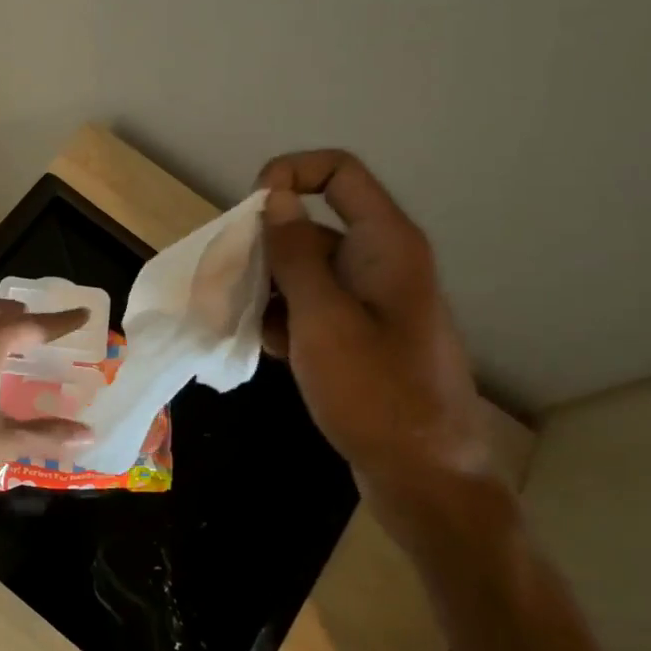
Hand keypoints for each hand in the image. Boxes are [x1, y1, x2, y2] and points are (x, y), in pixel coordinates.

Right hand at [258, 150, 498, 551]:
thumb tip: (274, 198)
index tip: (247, 212)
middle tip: (226, 282)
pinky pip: (311, 308)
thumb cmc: (376, 394)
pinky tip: (267, 349)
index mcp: (385, 244)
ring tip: (238, 320)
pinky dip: (284, 319)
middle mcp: (379, 262)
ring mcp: (369, 302)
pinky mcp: (358, 336)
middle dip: (264, 249)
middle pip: (311, 227)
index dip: (290, 174)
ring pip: (304, 272)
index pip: (338, 173)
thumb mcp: (323, 319)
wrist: (424, 477)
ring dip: (267, 289)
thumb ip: (294, 255)